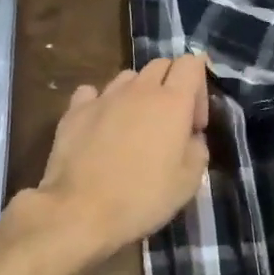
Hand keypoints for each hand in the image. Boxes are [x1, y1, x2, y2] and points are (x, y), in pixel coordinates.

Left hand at [32, 54, 209, 259]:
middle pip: (160, 65)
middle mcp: (138, 90)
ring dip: (138, 93)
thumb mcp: (189, 182)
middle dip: (171, 85)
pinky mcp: (74, 111)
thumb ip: (197, 149)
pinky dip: (101, 102)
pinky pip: (92, 93)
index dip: (199, 88)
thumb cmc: (143, 198)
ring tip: (134, 127)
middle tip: (170, 124)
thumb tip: (190, 137)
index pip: (191, 63)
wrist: (81, 211)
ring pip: (128, 77)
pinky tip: (100, 125)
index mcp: (172, 102)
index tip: (195, 124)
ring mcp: (103, 97)